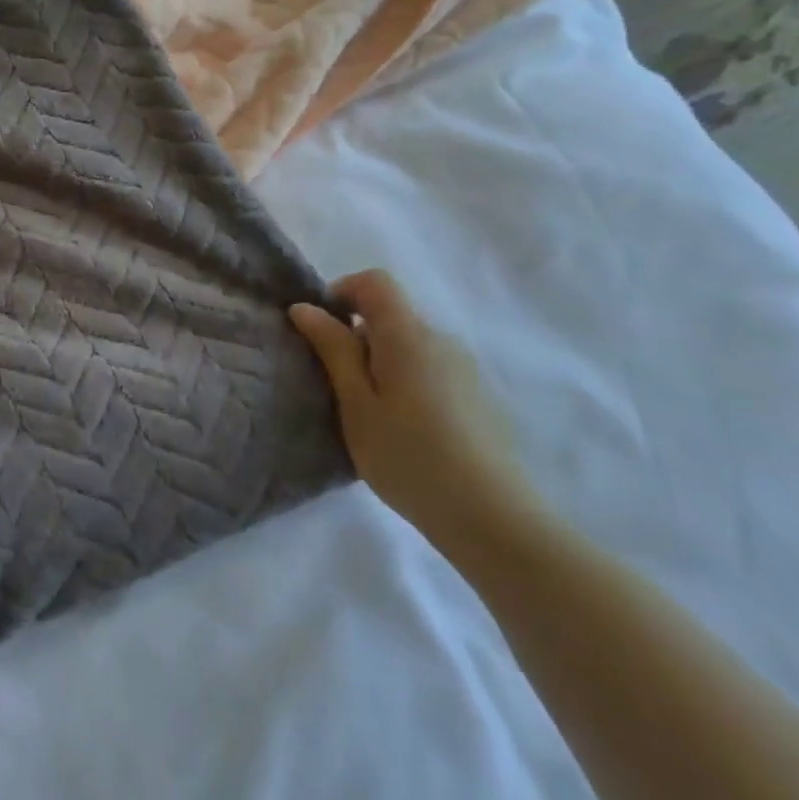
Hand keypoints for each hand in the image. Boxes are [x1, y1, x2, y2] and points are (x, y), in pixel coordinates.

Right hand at [289, 270, 544, 557]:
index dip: (342, 292)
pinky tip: (404, 431)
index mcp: (408, 335)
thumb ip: (333, 349)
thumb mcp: (356, 403)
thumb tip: (306, 308)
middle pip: (392, 315)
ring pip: (410, 346)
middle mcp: (441, 340)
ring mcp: (466, 369)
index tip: (321, 331)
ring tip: (368, 414)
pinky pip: (431, 370)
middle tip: (336, 384)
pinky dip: (406, 382)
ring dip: (381, 363)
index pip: (375, 282)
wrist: (492, 517)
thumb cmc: (408, 455)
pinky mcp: (478, 397)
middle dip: (357, 336)